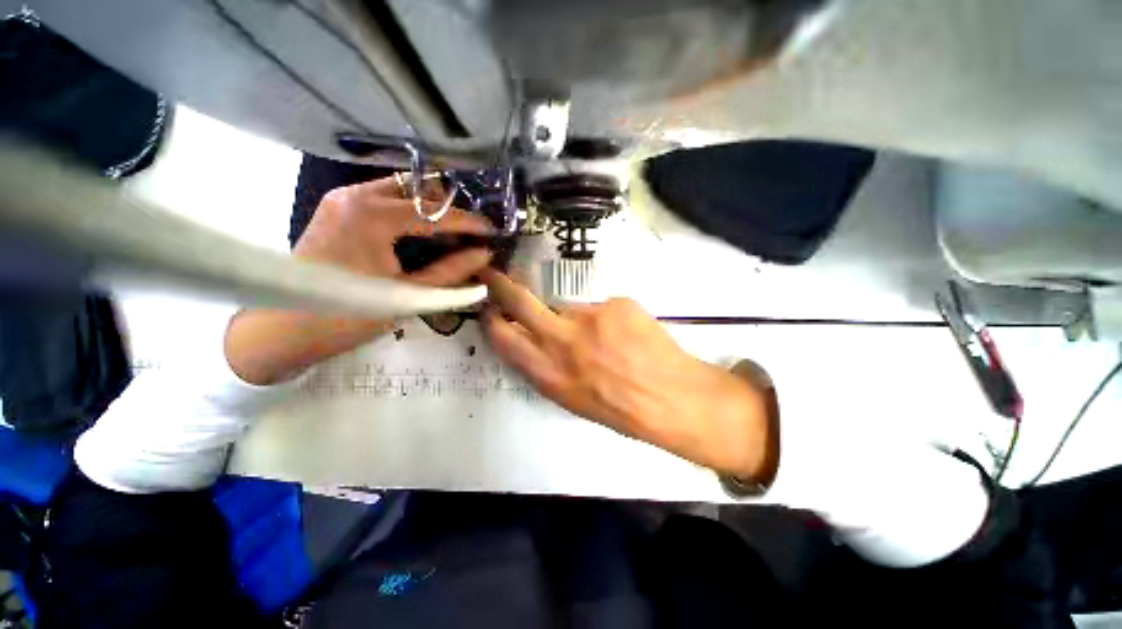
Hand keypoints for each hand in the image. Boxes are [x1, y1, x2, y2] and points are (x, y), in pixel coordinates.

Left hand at [225, 176, 493, 384]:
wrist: (282, 327)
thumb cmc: (349, 314)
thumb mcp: (410, 295)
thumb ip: (452, 272)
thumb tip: (484, 254)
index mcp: (373, 215)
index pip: (435, 212)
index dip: (470, 222)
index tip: (492, 231)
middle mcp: (356, 195)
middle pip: (418, 188)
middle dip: (450, 208)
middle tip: (471, 232)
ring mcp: (342, 199)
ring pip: (400, 190)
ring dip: (429, 208)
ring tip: (452, 233)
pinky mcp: (336, 208)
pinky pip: (383, 199)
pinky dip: (408, 212)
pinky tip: (422, 234)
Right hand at [480, 269, 776, 482]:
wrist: (671, 399)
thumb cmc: (619, 408)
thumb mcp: (570, 398)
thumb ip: (545, 366)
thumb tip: (532, 339)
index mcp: (548, 373)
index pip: (503, 337)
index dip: (492, 320)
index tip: (489, 308)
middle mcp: (562, 342)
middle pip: (521, 303)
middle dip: (502, 286)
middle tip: (494, 274)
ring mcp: (590, 318)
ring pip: (568, 305)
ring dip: (577, 317)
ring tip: (604, 337)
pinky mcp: (615, 303)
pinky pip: (601, 305)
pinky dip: (608, 317)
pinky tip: (626, 335)